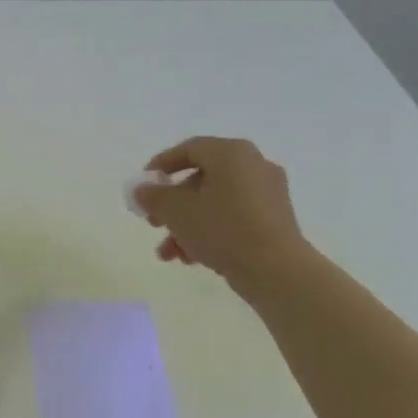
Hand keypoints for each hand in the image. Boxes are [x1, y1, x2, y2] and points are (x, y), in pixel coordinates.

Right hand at [131, 137, 309, 303]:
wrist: (275, 269)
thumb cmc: (222, 229)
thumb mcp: (176, 211)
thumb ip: (153, 196)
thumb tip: (142, 190)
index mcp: (231, 153)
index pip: (189, 149)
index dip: (161, 165)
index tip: (143, 185)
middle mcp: (253, 165)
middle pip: (201, 179)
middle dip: (171, 205)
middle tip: (152, 223)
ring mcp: (267, 193)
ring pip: (214, 203)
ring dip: (186, 225)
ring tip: (168, 253)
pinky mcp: (274, 219)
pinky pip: (232, 217)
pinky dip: (209, 232)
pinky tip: (191, 258)